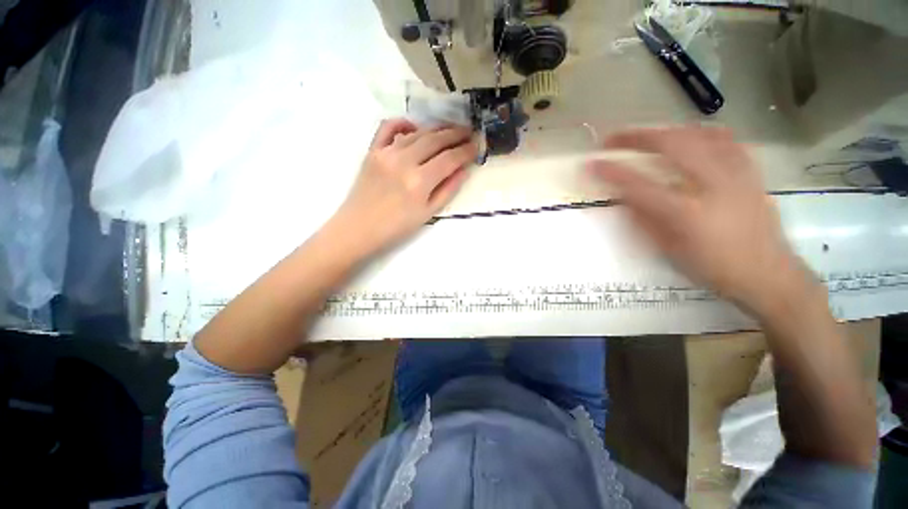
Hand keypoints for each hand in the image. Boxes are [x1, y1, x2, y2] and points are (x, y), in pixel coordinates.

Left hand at [328, 118, 476, 258]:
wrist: (359, 228)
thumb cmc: (396, 227)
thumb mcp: (428, 213)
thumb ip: (448, 189)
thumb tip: (463, 170)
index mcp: (420, 181)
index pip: (450, 158)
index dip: (466, 150)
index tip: (477, 145)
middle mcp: (404, 161)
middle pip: (436, 140)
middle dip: (456, 133)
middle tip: (469, 132)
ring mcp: (386, 153)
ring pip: (417, 132)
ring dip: (437, 128)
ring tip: (450, 129)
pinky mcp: (373, 150)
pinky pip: (388, 127)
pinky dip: (403, 123)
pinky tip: (415, 127)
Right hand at [588, 126, 810, 311]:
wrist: (767, 274)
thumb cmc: (712, 268)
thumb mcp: (668, 250)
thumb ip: (643, 220)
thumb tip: (622, 197)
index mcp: (688, 214)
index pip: (640, 185)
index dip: (612, 172)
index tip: (591, 163)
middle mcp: (714, 186)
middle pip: (673, 145)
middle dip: (637, 137)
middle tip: (613, 138)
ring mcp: (737, 175)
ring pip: (699, 135)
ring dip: (666, 131)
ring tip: (646, 136)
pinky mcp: (751, 172)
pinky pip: (726, 140)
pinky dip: (701, 133)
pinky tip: (689, 136)